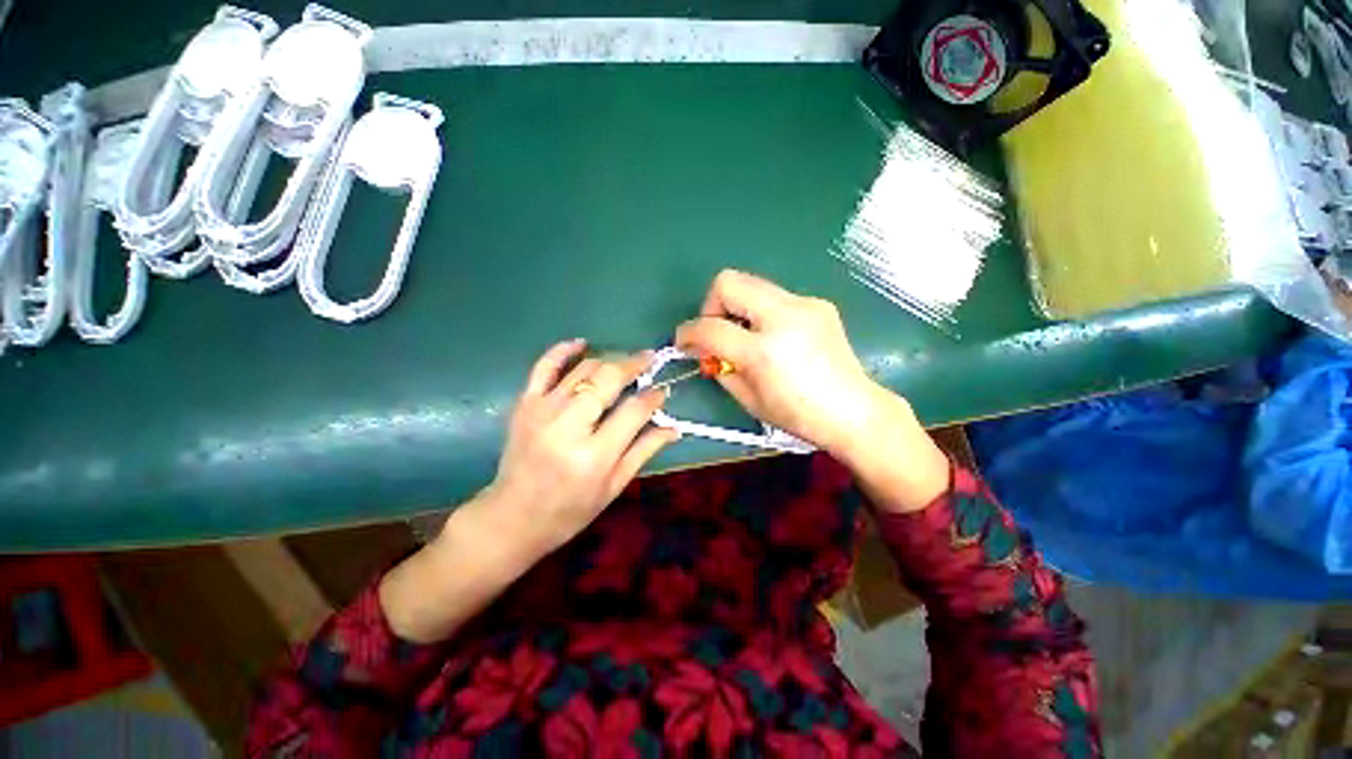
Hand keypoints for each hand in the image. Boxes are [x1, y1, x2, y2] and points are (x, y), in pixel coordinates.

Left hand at [481, 339, 678, 559]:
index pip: (634, 410)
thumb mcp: (614, 486)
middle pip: (609, 378)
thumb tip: (675, 427)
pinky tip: (583, 343)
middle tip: (650, 361)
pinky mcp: (524, 404)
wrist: (512, 517)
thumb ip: (645, 450)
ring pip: (584, 369)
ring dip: (609, 360)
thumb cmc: (570, 510)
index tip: (663, 391)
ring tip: (625, 363)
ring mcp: (542, 410)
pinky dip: (564, 350)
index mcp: (594, 455)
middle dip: (635, 364)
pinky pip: (545, 366)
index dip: (654, 396)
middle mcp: (568, 426)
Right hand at [675, 270, 948, 511]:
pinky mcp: (818, 303)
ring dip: (737, 307)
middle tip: (718, 331)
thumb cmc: (798, 416)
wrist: (854, 411)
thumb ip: (719, 368)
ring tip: (746, 335)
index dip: (688, 333)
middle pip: (728, 282)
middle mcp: (783, 317)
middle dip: (712, 305)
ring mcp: (804, 305)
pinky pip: (775, 297)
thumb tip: (704, 349)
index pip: (710, 327)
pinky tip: (775, 336)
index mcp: (764, 351)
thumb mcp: (749, 399)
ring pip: (751, 283)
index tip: (683, 341)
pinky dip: (762, 312)